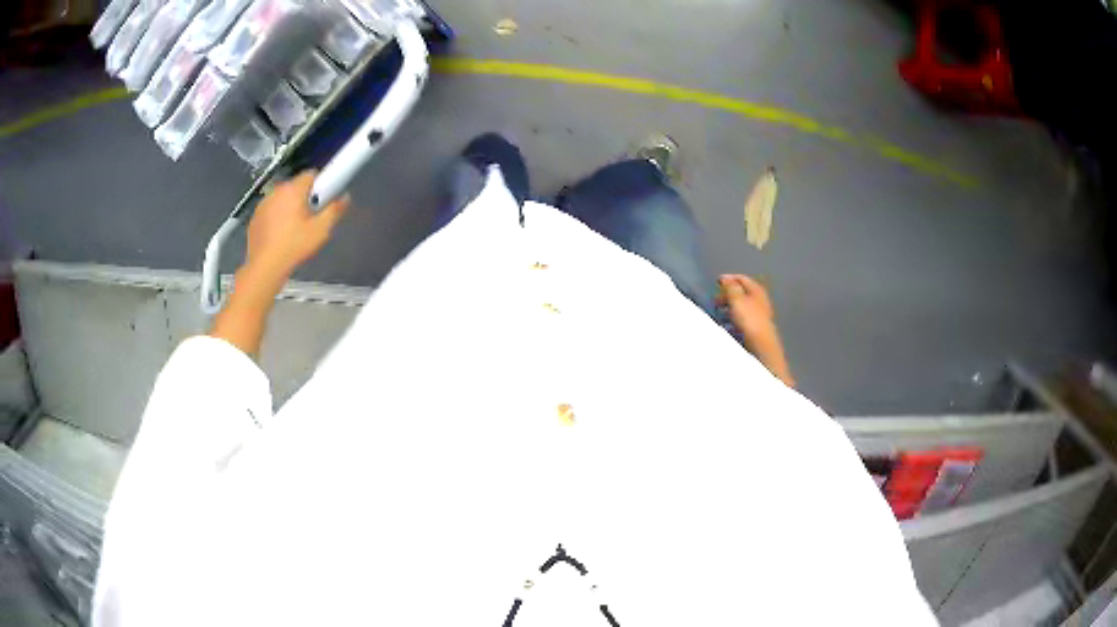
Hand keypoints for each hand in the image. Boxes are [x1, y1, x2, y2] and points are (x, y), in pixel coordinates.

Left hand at [245, 171, 349, 288]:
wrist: (265, 266)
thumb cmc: (294, 246)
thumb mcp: (320, 230)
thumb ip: (334, 210)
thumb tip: (345, 197)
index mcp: (293, 190)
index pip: (311, 174)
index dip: (320, 185)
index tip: (322, 201)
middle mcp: (276, 191)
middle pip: (296, 186)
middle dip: (304, 197)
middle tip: (310, 218)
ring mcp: (263, 203)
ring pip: (282, 198)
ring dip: (289, 206)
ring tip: (294, 229)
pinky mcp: (255, 216)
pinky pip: (270, 210)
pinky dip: (276, 217)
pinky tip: (280, 235)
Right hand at [718, 274, 794, 386]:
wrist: (761, 344)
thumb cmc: (749, 319)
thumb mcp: (737, 299)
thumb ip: (730, 287)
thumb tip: (725, 278)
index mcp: (756, 290)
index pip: (742, 278)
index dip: (728, 278)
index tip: (716, 283)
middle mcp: (760, 299)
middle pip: (741, 293)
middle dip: (727, 295)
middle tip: (715, 301)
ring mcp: (759, 314)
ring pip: (741, 307)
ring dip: (729, 308)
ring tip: (719, 314)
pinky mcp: (757, 327)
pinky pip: (743, 319)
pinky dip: (734, 319)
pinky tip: (728, 326)